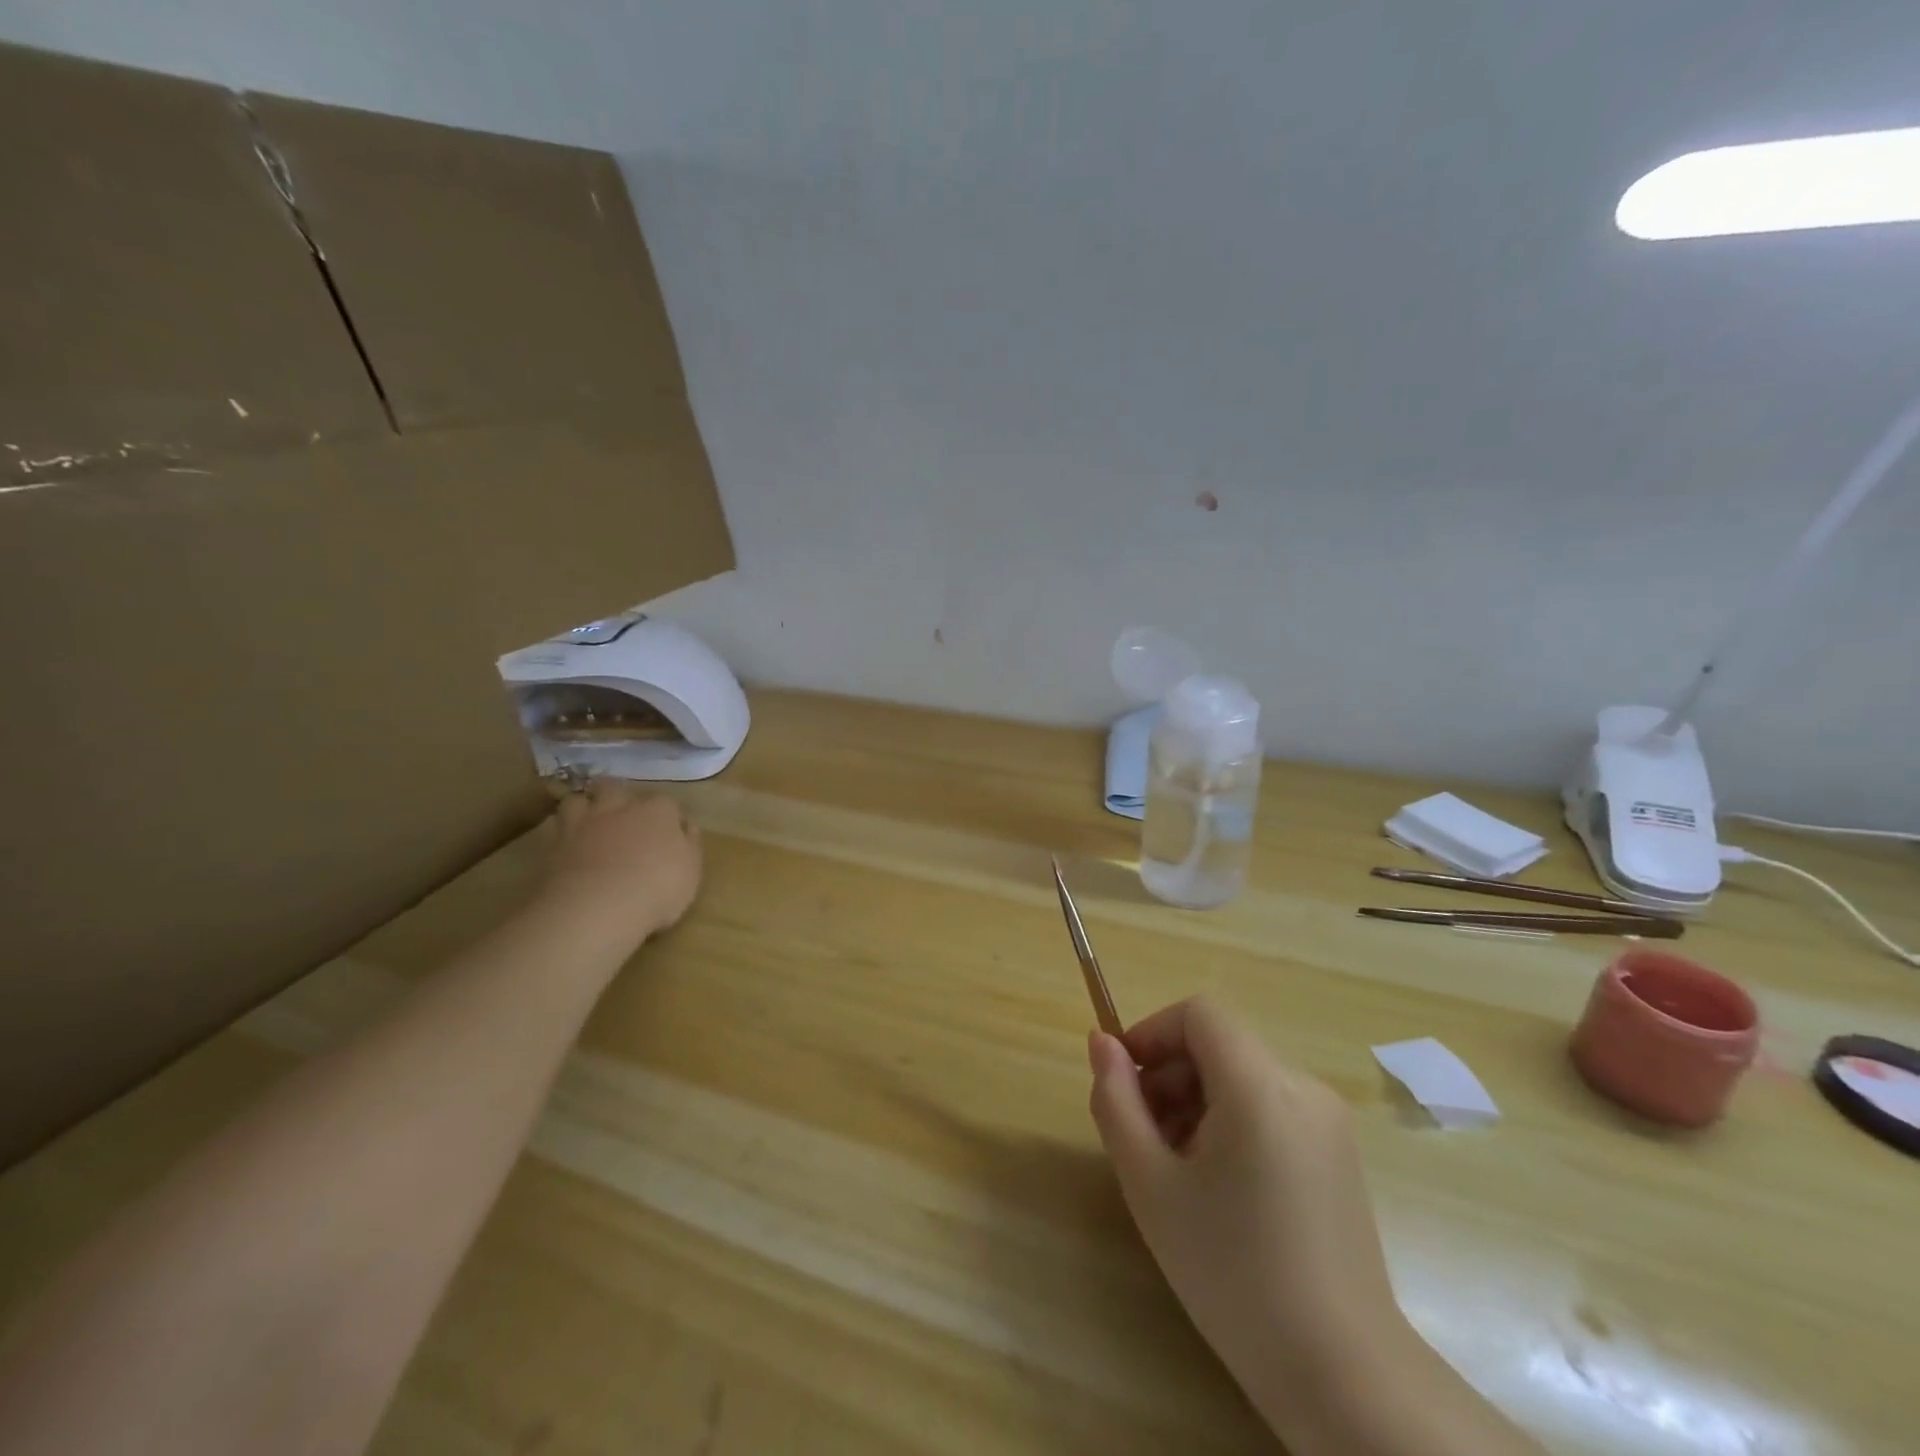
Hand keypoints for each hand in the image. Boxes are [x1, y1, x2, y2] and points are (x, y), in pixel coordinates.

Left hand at [540, 782, 702, 939]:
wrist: (594, 909)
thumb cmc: (656, 889)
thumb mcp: (691, 871)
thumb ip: (689, 844)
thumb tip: (686, 827)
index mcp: (658, 811)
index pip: (668, 803)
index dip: (670, 817)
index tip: (673, 833)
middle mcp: (619, 807)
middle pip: (616, 787)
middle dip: (618, 795)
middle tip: (622, 815)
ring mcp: (581, 822)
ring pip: (577, 800)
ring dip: (583, 807)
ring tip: (587, 823)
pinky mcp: (551, 843)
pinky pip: (552, 826)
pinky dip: (557, 830)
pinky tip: (563, 842)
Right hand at [1088, 996, 1403, 1430]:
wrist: (1342, 1376)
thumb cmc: (1232, 1273)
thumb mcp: (1150, 1184)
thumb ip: (1116, 1101)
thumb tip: (1102, 1044)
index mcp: (1260, 1086)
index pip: (1200, 1012)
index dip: (1153, 1031)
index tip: (1124, 1079)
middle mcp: (1302, 1087)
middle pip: (1220, 1044)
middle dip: (1171, 1074)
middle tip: (1142, 1137)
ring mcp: (1329, 1120)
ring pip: (1243, 1075)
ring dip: (1197, 1100)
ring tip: (1176, 1168)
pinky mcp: (1339, 1153)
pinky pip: (1271, 1106)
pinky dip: (1232, 1121)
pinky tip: (1220, 1185)